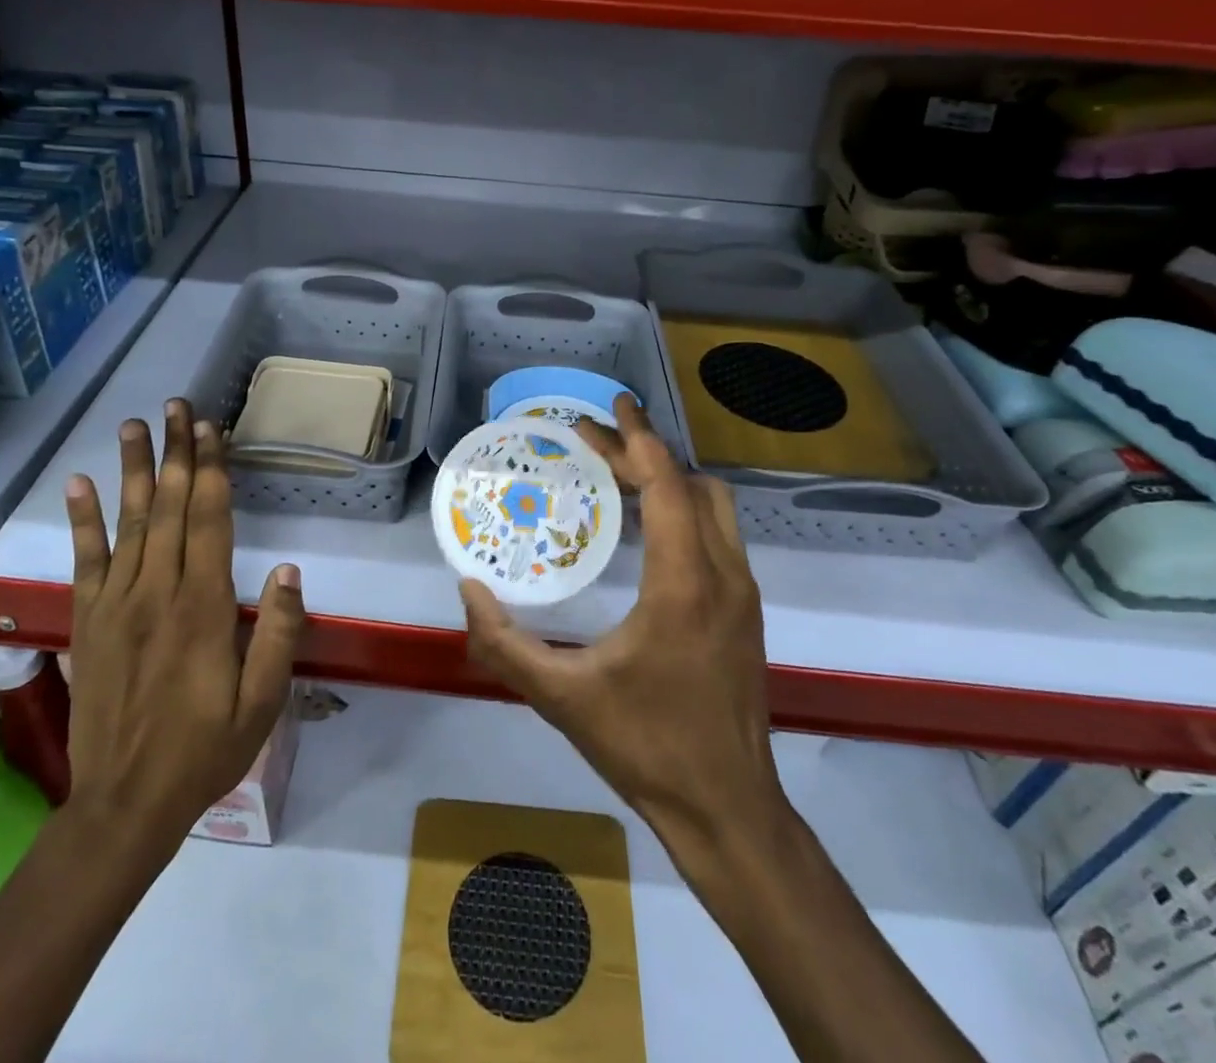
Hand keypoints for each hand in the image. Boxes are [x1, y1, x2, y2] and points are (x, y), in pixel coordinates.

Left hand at [63, 400, 304, 869]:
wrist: (122, 805)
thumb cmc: (204, 750)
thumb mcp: (261, 701)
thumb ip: (277, 632)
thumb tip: (287, 568)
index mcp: (202, 607)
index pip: (208, 521)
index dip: (210, 471)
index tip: (211, 430)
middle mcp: (157, 592)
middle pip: (168, 508)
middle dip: (176, 453)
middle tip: (178, 406)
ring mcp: (116, 604)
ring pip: (128, 523)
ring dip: (133, 470)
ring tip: (135, 425)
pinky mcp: (88, 621)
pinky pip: (85, 561)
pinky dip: (83, 520)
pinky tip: (80, 484)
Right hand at [459, 395, 785, 866]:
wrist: (729, 810)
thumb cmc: (646, 747)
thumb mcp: (562, 697)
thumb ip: (504, 643)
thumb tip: (468, 591)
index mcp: (684, 584)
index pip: (666, 485)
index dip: (638, 438)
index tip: (613, 405)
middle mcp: (724, 575)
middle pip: (691, 485)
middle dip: (644, 453)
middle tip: (593, 442)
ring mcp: (744, 593)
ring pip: (715, 506)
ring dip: (668, 479)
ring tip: (617, 475)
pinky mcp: (747, 611)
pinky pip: (718, 534)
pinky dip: (683, 509)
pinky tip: (646, 527)